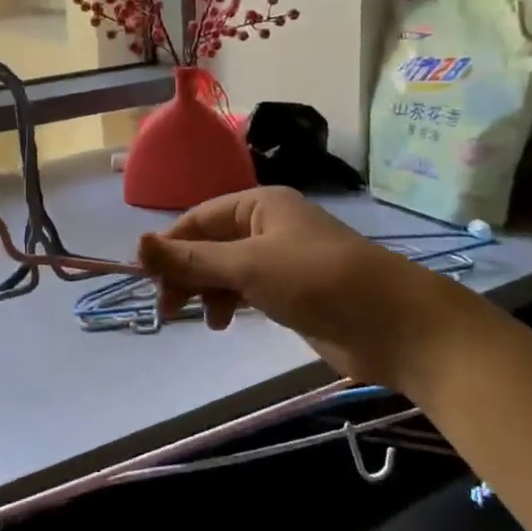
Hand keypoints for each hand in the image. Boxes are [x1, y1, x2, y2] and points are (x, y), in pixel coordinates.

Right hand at [137, 187, 475, 388]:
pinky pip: (246, 289)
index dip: (169, 245)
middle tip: (168, 307)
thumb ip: (191, 259)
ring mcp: (281, 259)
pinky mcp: (292, 291)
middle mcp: (268, 225)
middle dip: (186, 271)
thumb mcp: (248, 266)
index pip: (198, 218)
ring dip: (207, 289)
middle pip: (210, 243)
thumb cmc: (318, 281)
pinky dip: (229, 302)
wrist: (395, 326)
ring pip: (226, 268)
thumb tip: (136, 245)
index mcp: (260, 205)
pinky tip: (225, 322)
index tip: (146, 279)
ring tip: (205, 320)